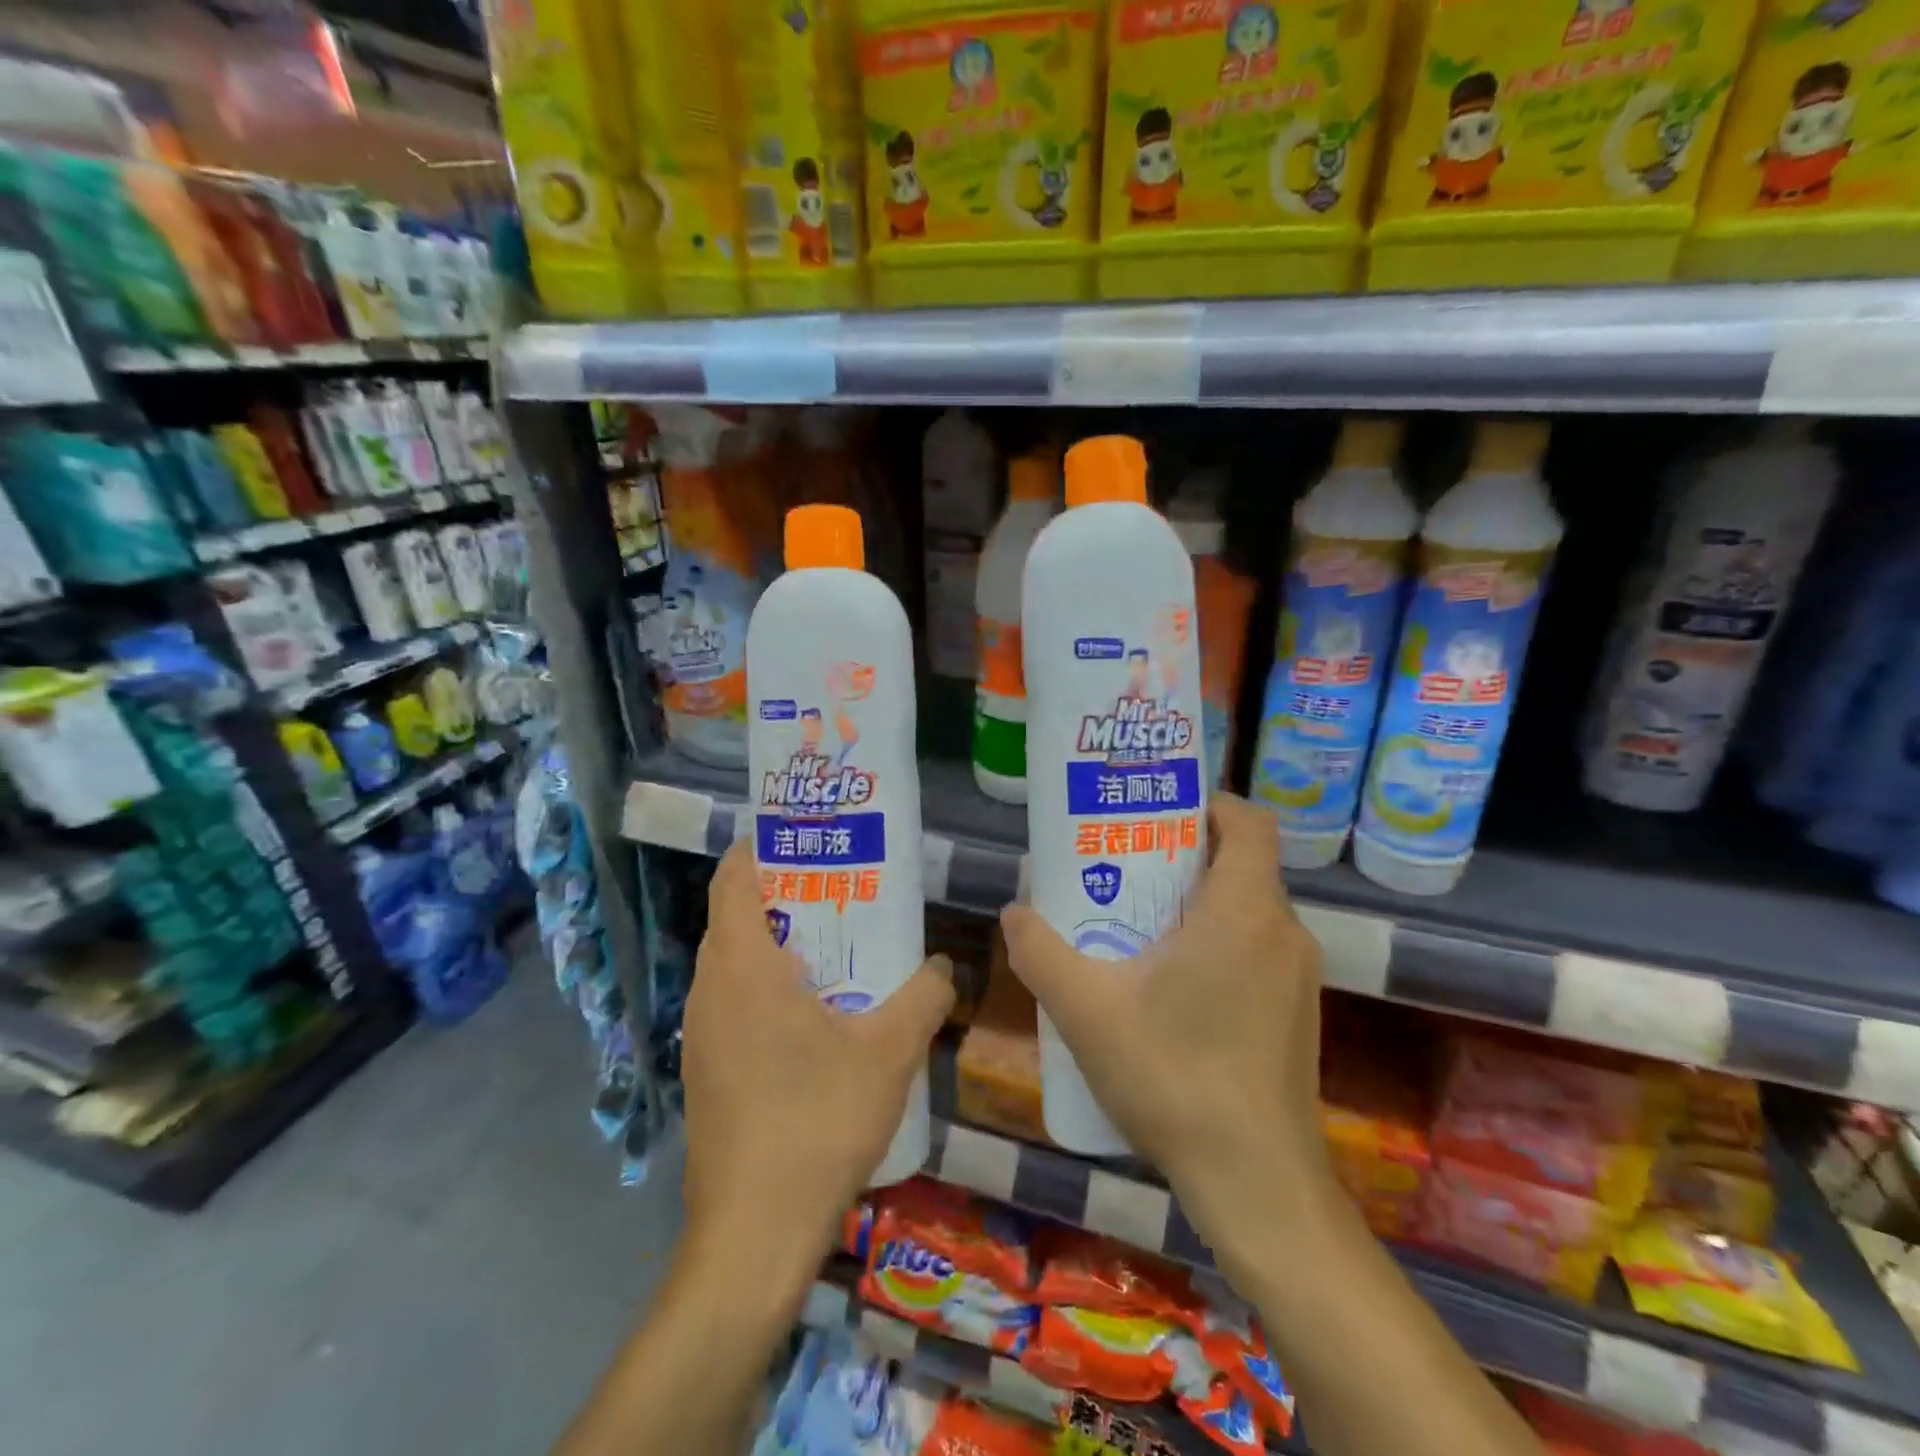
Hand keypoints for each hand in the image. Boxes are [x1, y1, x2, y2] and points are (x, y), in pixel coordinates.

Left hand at [680, 840, 953, 1260]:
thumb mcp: (889, 1051)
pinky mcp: (705, 1072)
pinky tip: (816, 1018)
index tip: (808, 840)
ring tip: (836, 948)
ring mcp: (700, 1035)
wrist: (752, 1234)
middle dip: (784, 895)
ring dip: (777, 946)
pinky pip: (732, 1004)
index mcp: (743, 967)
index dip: (763, 849)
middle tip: (842, 892)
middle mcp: (710, 991)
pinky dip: (767, 988)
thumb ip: (925, 995)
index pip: (733, 879)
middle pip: (735, 917)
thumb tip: (944, 964)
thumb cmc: (816, 1121)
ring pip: (733, 964)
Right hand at [999, 793, 1331, 1279]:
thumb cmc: (1175, 1080)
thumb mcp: (1087, 1012)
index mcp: (1244, 912)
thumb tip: (1014, 912)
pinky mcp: (1297, 1011)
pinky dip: (1217, 940)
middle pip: (1241, 863)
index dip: (1207, 803)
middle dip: (1183, 853)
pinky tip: (1169, 984)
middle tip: (1124, 865)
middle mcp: (1284, 932)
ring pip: (1248, 908)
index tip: (1156, 812)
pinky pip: (1257, 948)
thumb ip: (1041, 954)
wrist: (1258, 1185)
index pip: (1247, 822)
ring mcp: (1298, 976)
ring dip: (1198, 901)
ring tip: (1137, 922)